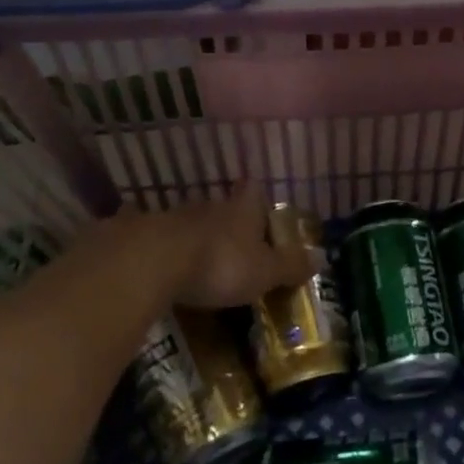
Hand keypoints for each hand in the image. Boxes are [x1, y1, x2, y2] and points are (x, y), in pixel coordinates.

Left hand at [119, 186, 308, 310]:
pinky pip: (155, 238)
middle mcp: (208, 205)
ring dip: (193, 237)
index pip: (254, 192)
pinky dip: (159, 250)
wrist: (151, 262)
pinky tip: (158, 267)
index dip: (258, 199)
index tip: (261, 210)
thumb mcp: (264, 272)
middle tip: (233, 245)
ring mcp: (172, 217)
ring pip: (189, 221)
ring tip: (197, 260)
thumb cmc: (220, 264)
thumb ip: (290, 265)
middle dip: (227, 223)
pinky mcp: (140, 233)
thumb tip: (323, 256)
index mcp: (241, 209)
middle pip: (221, 207)